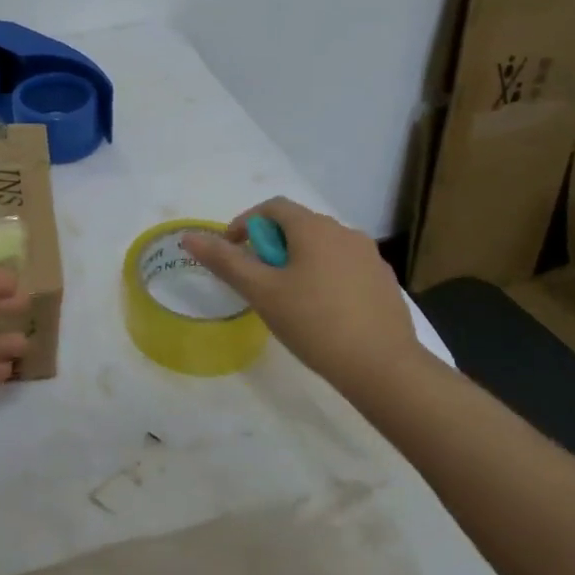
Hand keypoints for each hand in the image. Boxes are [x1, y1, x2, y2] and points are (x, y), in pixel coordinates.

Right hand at [181, 197, 427, 392]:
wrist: (383, 367)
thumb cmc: (314, 323)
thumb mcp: (261, 292)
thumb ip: (225, 261)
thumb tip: (190, 237)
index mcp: (314, 228)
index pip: (273, 207)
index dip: (246, 223)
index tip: (232, 251)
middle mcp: (345, 232)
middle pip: (298, 225)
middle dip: (271, 244)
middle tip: (256, 278)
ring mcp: (370, 257)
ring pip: (322, 246)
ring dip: (298, 260)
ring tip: (287, 296)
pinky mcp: (384, 282)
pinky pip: (344, 266)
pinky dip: (324, 276)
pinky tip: (321, 311)